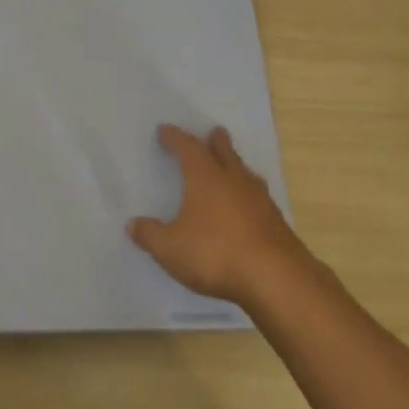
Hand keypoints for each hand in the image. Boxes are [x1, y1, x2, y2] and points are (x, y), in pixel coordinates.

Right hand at [130, 125, 308, 308]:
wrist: (275, 278)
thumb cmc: (215, 254)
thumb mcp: (171, 248)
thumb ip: (150, 235)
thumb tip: (132, 224)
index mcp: (205, 177)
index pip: (187, 148)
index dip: (175, 138)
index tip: (165, 130)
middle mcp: (234, 180)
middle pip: (224, 152)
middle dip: (216, 141)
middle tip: (214, 132)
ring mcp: (260, 200)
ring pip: (245, 173)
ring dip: (236, 165)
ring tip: (232, 166)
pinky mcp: (276, 222)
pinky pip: (259, 198)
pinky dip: (249, 195)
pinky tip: (249, 207)